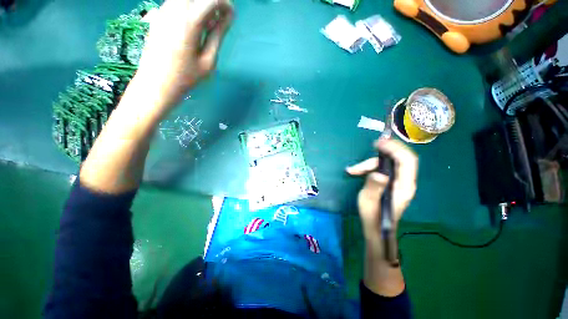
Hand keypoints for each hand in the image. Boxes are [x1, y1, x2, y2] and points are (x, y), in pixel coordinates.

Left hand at [135, 0, 233, 109]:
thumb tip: (228, 17)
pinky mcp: (157, 15)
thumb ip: (218, 35)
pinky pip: (176, 2)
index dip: (225, 4)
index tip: (231, 16)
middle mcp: (175, 9)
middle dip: (213, 1)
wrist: (156, 83)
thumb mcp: (208, 60)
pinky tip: (193, 24)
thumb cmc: (186, 77)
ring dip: (200, 5)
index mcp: (190, 22)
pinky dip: (189, 7)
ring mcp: (163, 10)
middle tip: (219, 18)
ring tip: (207, 23)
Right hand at [347, 139, 417, 241]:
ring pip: (387, 164)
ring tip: (353, 170)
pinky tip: (357, 172)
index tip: (379, 143)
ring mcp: (398, 181)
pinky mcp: (390, 182)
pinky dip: (369, 167)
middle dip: (383, 152)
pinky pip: (382, 169)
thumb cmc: (372, 216)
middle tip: (370, 148)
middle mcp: (405, 181)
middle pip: (398, 159)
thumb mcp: (369, 201)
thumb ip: (374, 186)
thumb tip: (378, 173)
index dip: (395, 148)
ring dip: (370, 163)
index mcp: (404, 186)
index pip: (407, 161)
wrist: (376, 227)